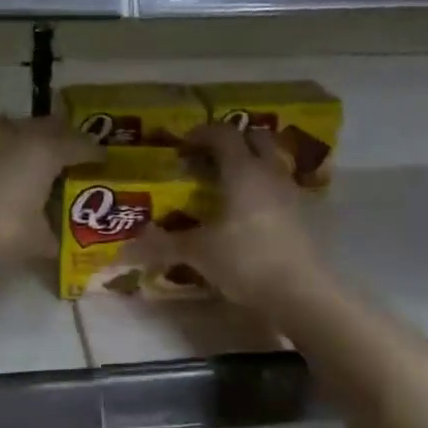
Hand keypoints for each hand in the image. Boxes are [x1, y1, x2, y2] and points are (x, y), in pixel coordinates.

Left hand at [0, 117, 97, 262]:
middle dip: (63, 136)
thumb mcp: (36, 241)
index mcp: (45, 152)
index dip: (93, 152)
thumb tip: (58, 245)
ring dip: (28, 140)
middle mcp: (16, 137)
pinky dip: (0, 156)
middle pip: (47, 126)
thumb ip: (52, 238)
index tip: (102, 159)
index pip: (78, 144)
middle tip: (72, 151)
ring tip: (34, 159)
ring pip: (15, 130)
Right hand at [136, 124, 329, 309]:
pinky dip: (261, 190)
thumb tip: (125, 248)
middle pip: (255, 139)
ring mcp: (291, 194)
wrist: (300, 293)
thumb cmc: (246, 261)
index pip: (223, 134)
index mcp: (243, 171)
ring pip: (271, 163)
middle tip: (207, 159)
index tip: (181, 147)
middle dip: (232, 142)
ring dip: (250, 164)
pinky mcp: (302, 217)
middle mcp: (270, 173)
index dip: (201, 134)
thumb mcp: (198, 252)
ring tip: (226, 185)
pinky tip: (246, 214)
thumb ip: (163, 245)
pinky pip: (279, 189)